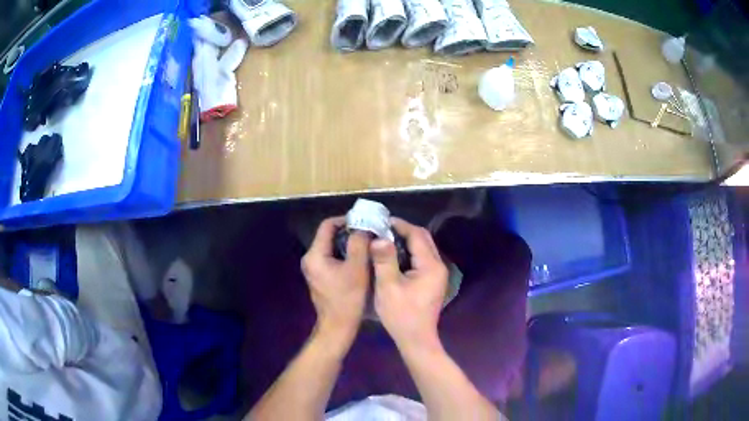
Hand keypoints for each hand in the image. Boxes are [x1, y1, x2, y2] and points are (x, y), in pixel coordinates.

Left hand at [301, 217, 370, 350]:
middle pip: (328, 236)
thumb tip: (363, 227)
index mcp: (315, 255)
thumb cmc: (348, 298)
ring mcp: (313, 269)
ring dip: (348, 244)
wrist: (338, 326)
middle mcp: (310, 259)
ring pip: (331, 248)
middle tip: (368, 233)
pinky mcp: (319, 277)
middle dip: (349, 232)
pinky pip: (331, 259)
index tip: (364, 222)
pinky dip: (344, 255)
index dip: (345, 220)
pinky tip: (360, 260)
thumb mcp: (357, 268)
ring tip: (367, 245)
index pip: (327, 226)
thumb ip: (359, 243)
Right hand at [371, 217, 447, 353]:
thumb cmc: (401, 315)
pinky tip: (394, 256)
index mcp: (430, 265)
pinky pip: (422, 258)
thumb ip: (384, 260)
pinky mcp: (433, 281)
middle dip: (404, 230)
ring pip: (424, 248)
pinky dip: (409, 252)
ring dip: (407, 240)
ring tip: (385, 240)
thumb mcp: (388, 287)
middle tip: (382, 229)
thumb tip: (379, 237)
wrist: (416, 339)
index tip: (380, 222)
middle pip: (423, 238)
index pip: (417, 234)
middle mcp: (438, 265)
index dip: (399, 225)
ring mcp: (437, 274)